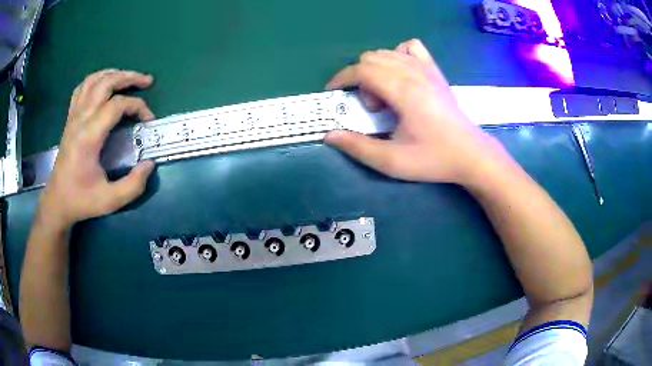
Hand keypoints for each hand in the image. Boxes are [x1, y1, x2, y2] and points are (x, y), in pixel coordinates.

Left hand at [38, 69, 156, 230]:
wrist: (57, 202)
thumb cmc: (82, 201)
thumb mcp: (110, 201)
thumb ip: (133, 185)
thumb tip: (150, 164)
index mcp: (89, 136)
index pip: (117, 105)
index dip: (138, 106)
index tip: (148, 120)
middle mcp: (80, 119)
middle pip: (106, 83)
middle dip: (129, 77)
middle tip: (147, 81)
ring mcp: (73, 117)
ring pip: (93, 80)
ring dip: (113, 74)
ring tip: (127, 78)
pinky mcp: (70, 119)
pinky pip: (81, 88)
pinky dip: (95, 80)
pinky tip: (103, 84)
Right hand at [324, 39, 504, 184]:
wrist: (471, 154)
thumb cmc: (433, 158)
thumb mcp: (392, 161)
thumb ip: (358, 147)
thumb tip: (329, 135)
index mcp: (403, 90)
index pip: (362, 70)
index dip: (341, 78)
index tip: (333, 93)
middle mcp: (413, 72)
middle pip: (371, 58)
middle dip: (360, 80)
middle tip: (372, 108)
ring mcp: (427, 68)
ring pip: (387, 52)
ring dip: (376, 70)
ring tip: (387, 95)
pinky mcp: (435, 70)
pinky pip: (411, 47)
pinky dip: (398, 55)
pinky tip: (402, 74)